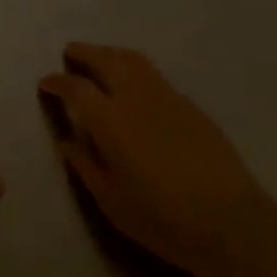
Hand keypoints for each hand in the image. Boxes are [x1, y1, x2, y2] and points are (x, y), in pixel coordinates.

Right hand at [39, 43, 268, 274]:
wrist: (230, 222)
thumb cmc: (162, 218)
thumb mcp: (111, 200)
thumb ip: (85, 164)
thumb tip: (67, 140)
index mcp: (111, 120)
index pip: (76, 88)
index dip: (57, 82)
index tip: (46, 82)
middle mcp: (136, 98)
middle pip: (106, 60)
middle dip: (84, 53)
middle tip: (70, 53)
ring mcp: (167, 97)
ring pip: (134, 61)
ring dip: (111, 54)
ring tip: (100, 59)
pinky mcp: (191, 106)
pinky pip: (155, 76)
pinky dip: (136, 71)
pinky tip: (135, 87)